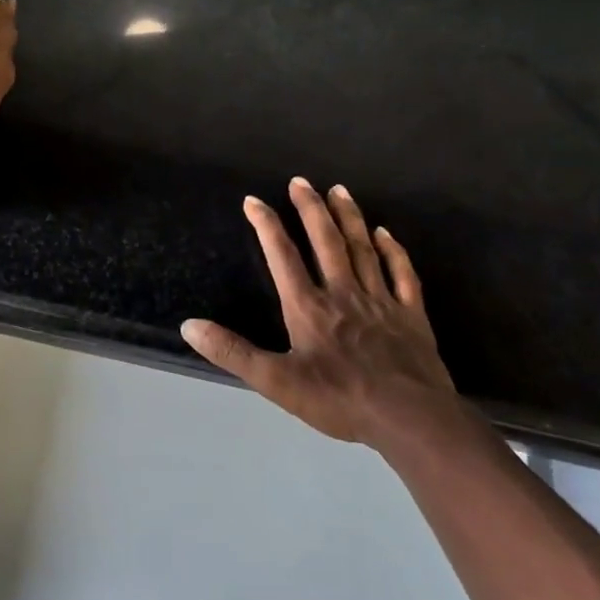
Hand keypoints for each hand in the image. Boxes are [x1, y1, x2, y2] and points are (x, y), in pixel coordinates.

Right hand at [181, 178, 462, 447]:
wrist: (410, 418)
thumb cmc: (339, 400)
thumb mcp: (275, 382)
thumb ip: (232, 352)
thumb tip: (189, 325)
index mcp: (308, 307)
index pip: (282, 256)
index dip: (266, 225)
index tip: (254, 200)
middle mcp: (342, 293)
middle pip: (326, 241)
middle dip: (311, 208)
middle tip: (301, 181)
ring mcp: (380, 301)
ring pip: (362, 249)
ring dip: (348, 218)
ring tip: (339, 190)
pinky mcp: (411, 315)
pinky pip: (402, 274)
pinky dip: (392, 251)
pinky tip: (385, 234)